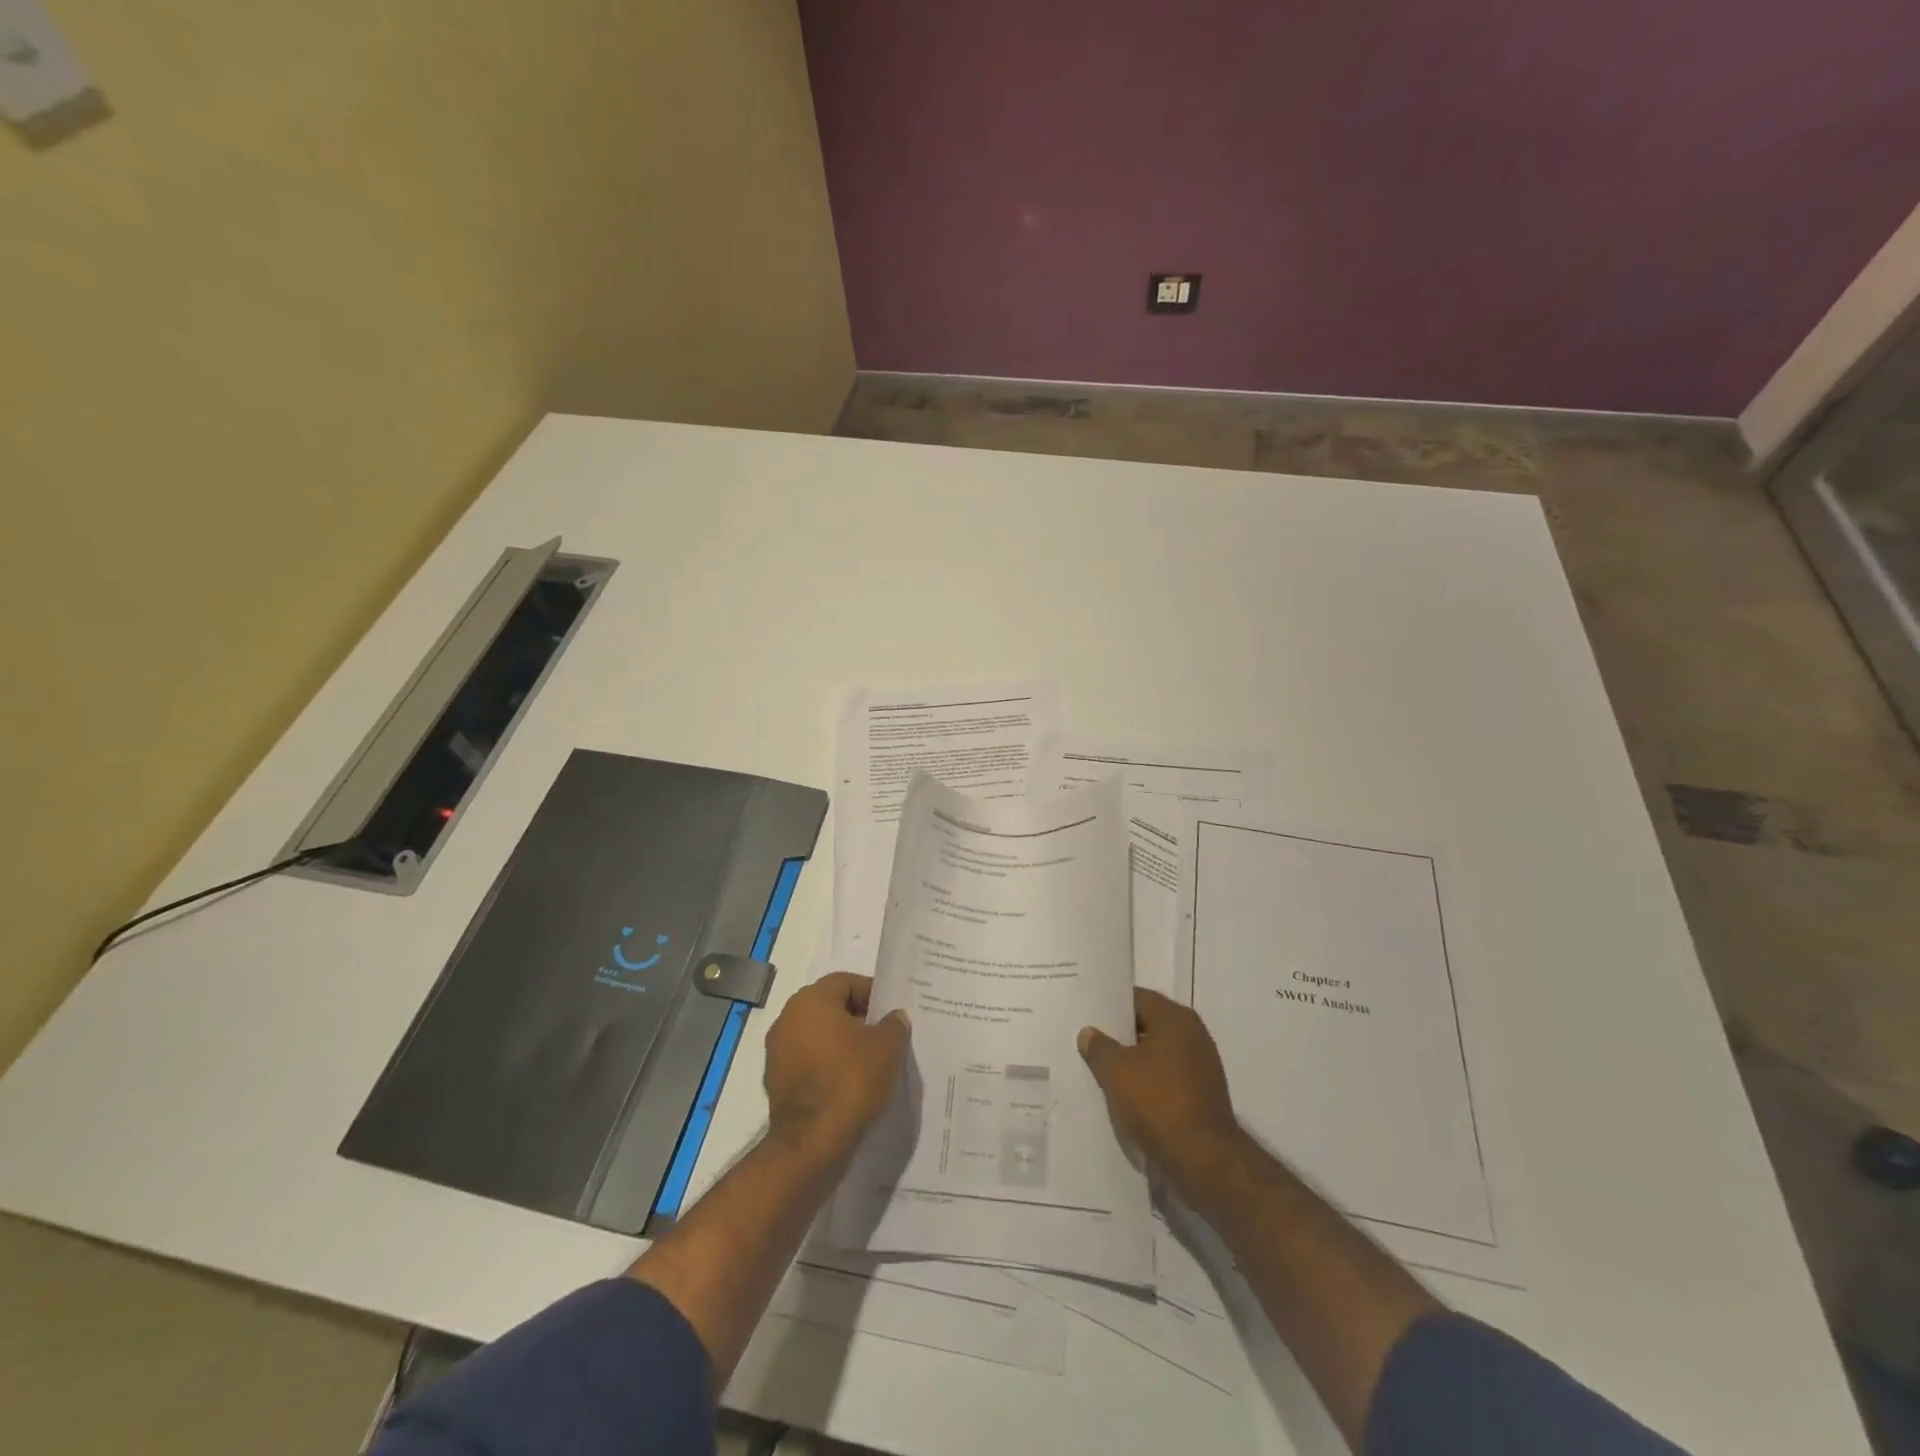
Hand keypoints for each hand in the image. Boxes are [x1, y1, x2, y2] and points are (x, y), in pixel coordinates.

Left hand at [764, 972, 909, 1159]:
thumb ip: (893, 1024)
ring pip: (817, 1036)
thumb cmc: (851, 1079)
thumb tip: (893, 1017)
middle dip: (857, 1019)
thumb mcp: (887, 1046)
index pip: (846, 982)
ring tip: (868, 1062)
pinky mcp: (775, 1081)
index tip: (891, 1014)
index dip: (872, 994)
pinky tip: (847, 1084)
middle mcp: (788, 1018)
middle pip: (829, 1007)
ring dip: (840, 1044)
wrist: (812, 1142)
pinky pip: (808, 1062)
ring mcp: (777, 1051)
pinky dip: (826, 1067)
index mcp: (811, 1000)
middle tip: (883, 1036)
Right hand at [1080, 989, 1240, 1184]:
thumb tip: (1088, 1032)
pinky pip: (1169, 1077)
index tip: (1088, 1014)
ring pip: (1159, 1053)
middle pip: (1149, 1025)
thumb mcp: (1116, 1072)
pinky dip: (1150, 1081)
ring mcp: (1202, 1065)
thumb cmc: (1158, 1101)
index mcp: (1175, 1018)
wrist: (1204, 1158)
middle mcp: (1193, 1034)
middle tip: (1091, 1041)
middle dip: (1121, 1034)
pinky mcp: (1204, 1093)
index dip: (1111, 1006)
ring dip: (1135, 1060)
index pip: (1137, 999)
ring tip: (1104, 1069)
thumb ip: (1099, 1047)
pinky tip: (1128, 1094)